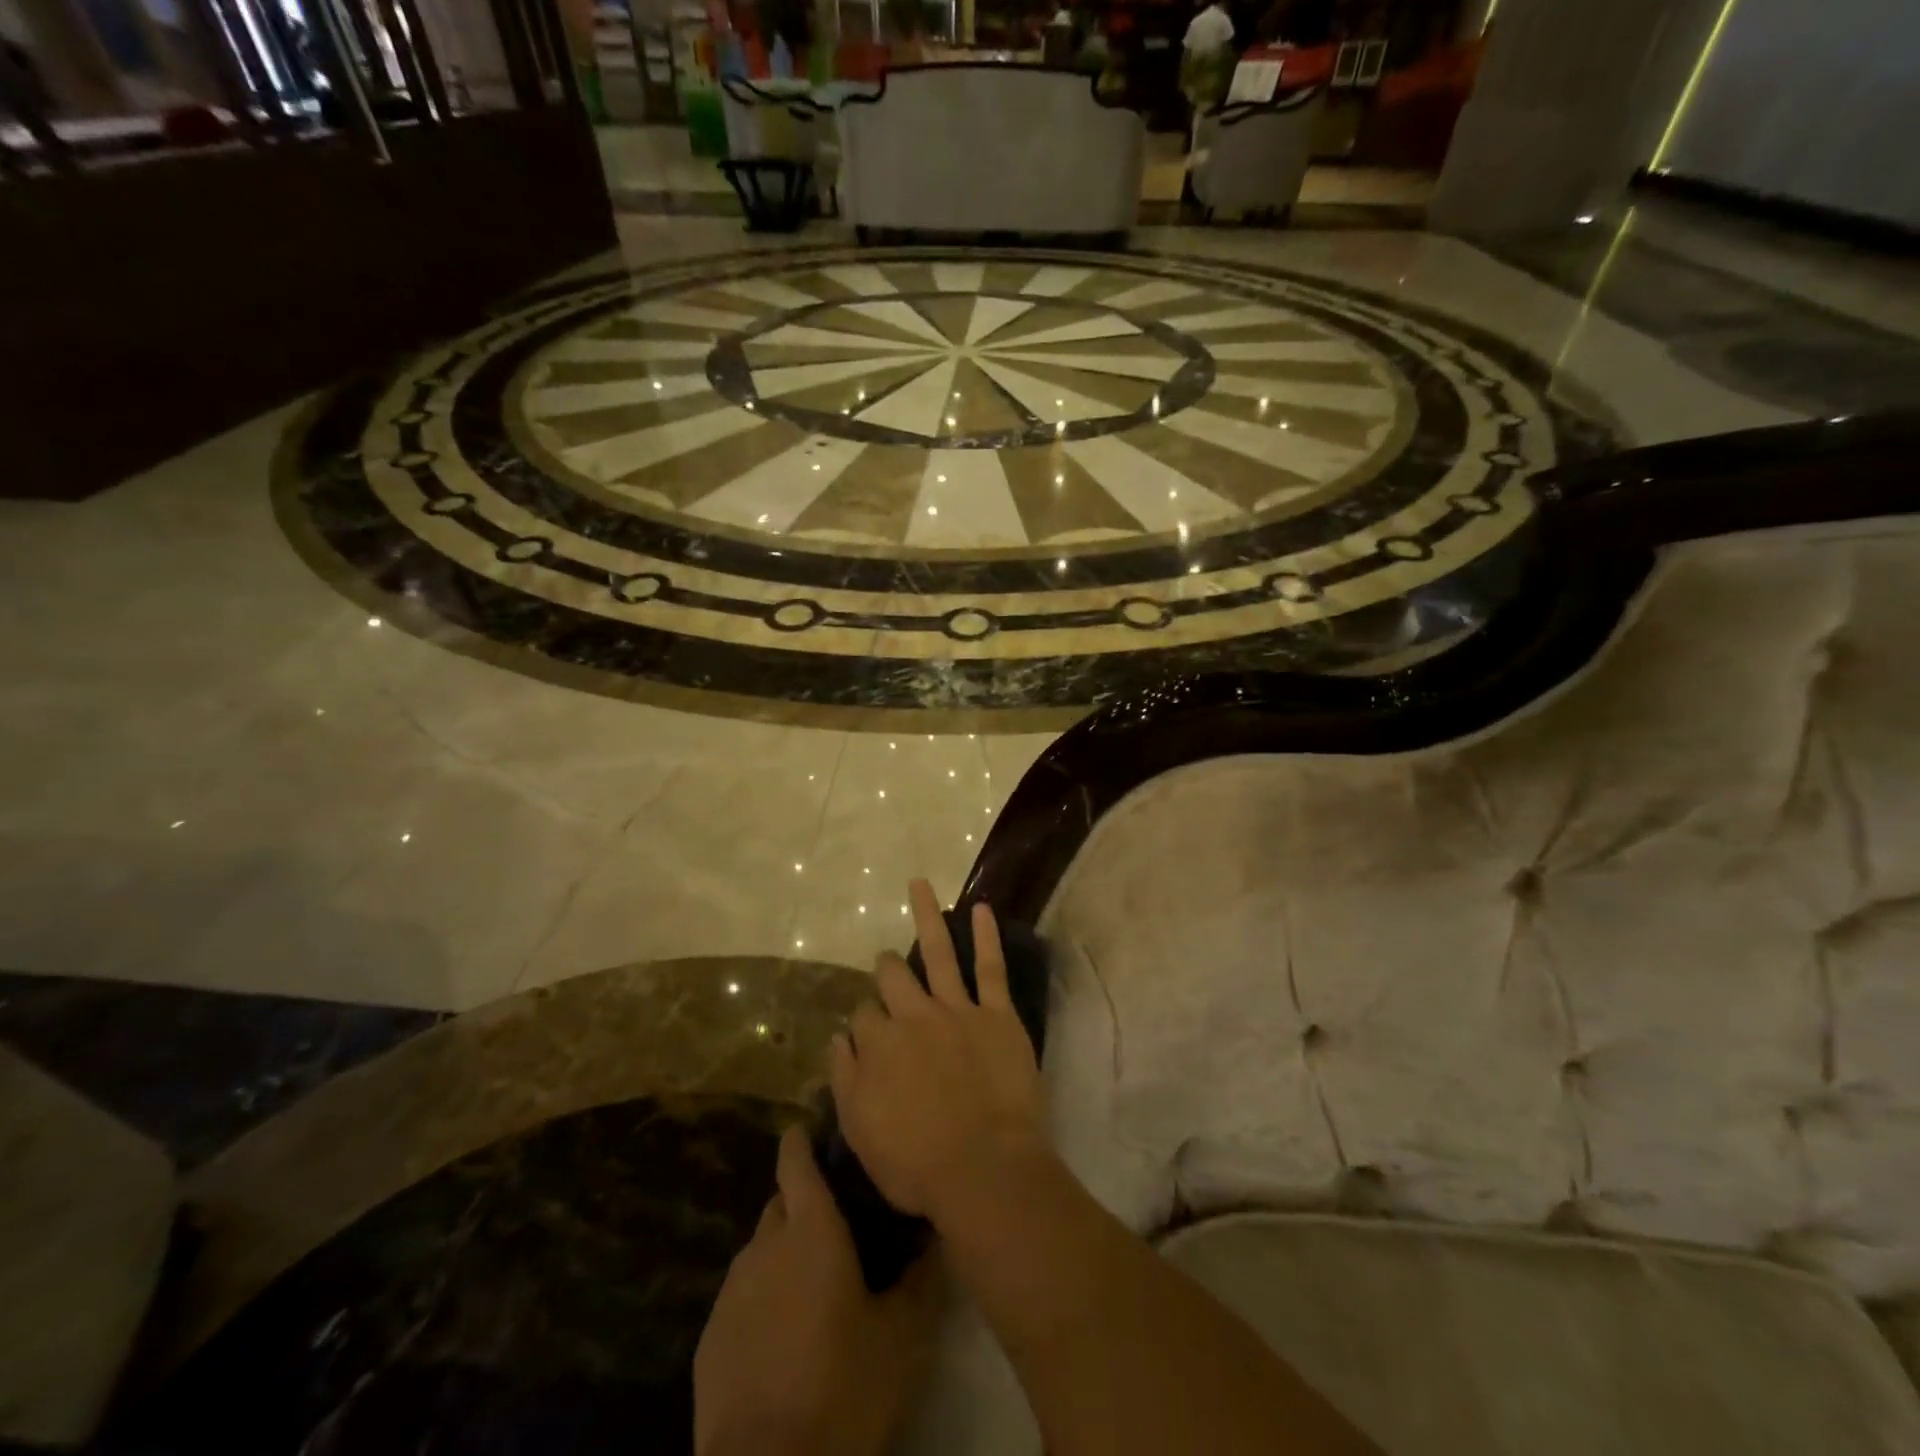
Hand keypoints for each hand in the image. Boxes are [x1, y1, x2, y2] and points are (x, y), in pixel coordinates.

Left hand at [694, 1126, 941, 1455]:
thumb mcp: (903, 1337)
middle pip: (781, 1203)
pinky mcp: (710, 1338)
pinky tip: (786, 1335)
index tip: (819, 1134)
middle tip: (840, 1228)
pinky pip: (742, 1296)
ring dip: (784, 1254)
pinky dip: (763, 1298)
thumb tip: (937, 1237)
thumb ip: (922, 1279)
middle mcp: (765, 1245)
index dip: (803, 1140)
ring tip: (816, 1286)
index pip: (796, 1159)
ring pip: (761, 1250)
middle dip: (804, 1203)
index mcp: (810, 1230)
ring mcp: (731, 1291)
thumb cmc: (843, 1388)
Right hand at [831, 880, 1051, 1225]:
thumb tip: (838, 1037)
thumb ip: (845, 1079)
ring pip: (937, 952)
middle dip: (885, 968)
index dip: (865, 1021)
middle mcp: (913, 1016)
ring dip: (926, 915)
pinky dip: (986, 936)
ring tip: (919, 883)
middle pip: (892, 978)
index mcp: (879, 1045)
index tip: (870, 1032)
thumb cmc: (918, 1164)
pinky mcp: (996, 1015)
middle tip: (886, 965)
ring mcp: (957, 1011)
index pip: (863, 1015)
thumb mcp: (861, 1133)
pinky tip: (981, 908)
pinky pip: (990, 967)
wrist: (985, 1170)